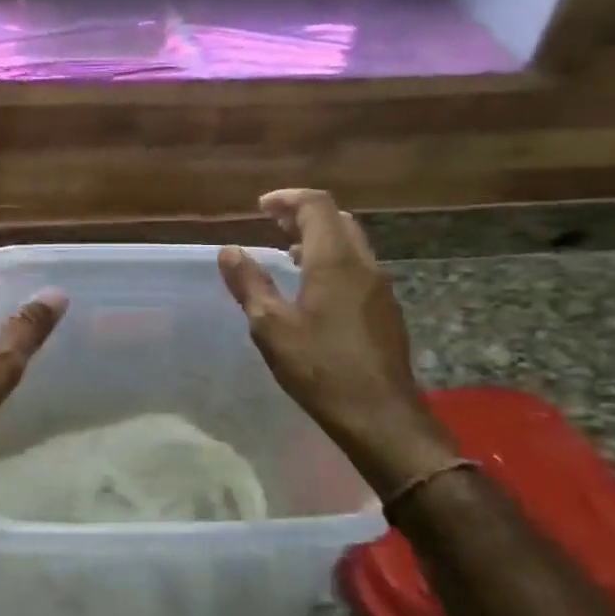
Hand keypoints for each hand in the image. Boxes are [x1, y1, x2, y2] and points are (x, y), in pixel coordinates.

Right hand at [218, 189, 452, 499]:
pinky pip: (358, 267)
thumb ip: (249, 284)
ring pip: (351, 243)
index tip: (260, 207)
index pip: (316, 206)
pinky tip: (314, 288)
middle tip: (272, 224)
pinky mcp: (386, 310)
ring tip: (288, 252)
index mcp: (335, 260)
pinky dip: (333, 260)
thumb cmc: (321, 368)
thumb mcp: (271, 327)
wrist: (381, 416)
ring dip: (319, 238)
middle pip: (337, 219)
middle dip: (303, 215)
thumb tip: (229, 251)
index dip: (287, 199)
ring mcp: (380, 287)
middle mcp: (363, 264)